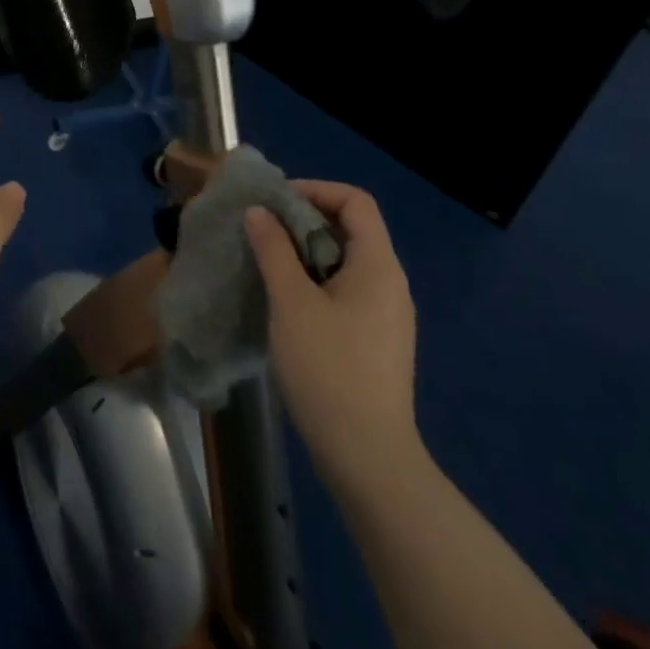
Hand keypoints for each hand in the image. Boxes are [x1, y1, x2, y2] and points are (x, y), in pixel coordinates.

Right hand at [244, 182, 419, 485]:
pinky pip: (346, 291)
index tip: (275, 202)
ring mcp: (386, 316)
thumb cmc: (329, 369)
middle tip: (262, 230)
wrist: (368, 459)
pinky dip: (315, 281)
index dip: (315, 190)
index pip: (356, 202)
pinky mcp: (376, 342)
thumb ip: (274, 250)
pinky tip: (285, 302)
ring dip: (305, 252)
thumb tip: (259, 212)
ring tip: (266, 262)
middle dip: (303, 220)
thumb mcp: (291, 302)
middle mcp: (390, 284)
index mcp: (378, 266)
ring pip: (345, 262)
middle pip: (350, 229)